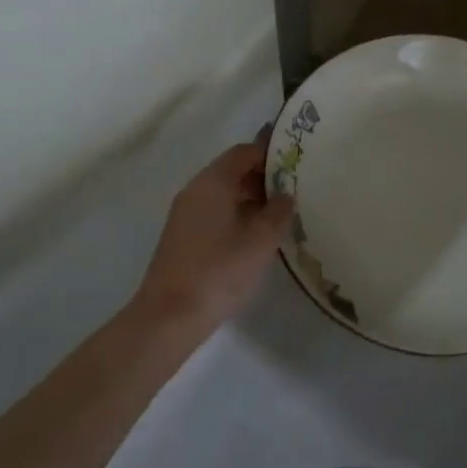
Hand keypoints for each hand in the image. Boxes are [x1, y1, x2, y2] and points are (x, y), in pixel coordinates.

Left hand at [133, 142, 295, 330]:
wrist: (170, 315)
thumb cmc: (219, 271)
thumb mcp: (261, 240)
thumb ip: (278, 212)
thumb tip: (284, 195)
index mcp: (213, 182)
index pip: (244, 152)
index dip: (270, 154)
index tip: (296, 163)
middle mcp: (195, 190)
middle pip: (232, 171)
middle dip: (263, 178)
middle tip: (294, 191)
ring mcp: (185, 214)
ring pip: (223, 194)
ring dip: (251, 200)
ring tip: (281, 216)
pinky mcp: (182, 237)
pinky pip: (214, 213)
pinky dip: (237, 216)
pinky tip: (256, 238)